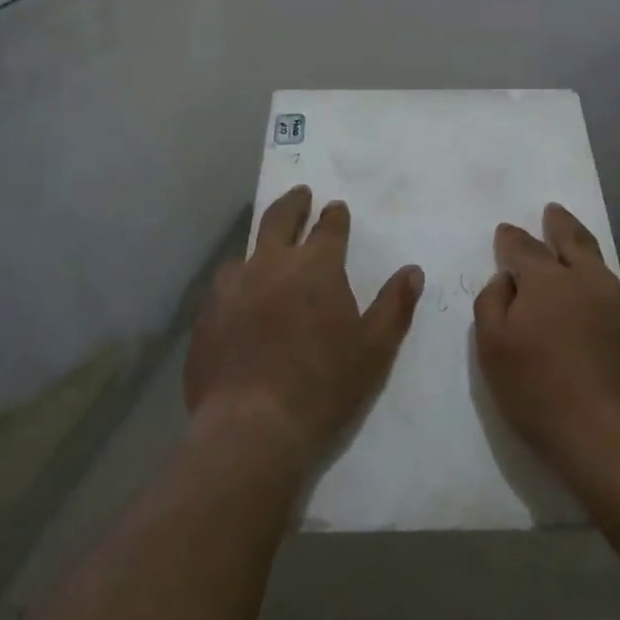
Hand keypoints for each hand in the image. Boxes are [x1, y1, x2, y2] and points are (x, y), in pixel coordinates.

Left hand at [186, 185, 424, 474]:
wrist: (252, 426)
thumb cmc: (323, 385)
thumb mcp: (374, 349)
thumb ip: (395, 305)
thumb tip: (413, 270)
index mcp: (315, 267)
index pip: (328, 228)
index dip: (335, 216)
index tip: (336, 207)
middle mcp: (271, 264)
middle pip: (280, 219)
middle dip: (294, 203)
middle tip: (300, 193)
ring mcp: (232, 287)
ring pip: (246, 251)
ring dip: (260, 244)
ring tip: (265, 250)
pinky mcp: (207, 315)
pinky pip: (223, 286)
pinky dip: (236, 281)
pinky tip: (237, 296)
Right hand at [473, 203, 619, 489]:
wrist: (615, 435)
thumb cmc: (541, 393)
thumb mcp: (493, 350)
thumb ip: (492, 305)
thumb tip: (505, 279)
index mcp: (544, 280)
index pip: (522, 247)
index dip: (511, 239)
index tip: (505, 232)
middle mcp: (587, 279)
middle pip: (572, 240)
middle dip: (559, 224)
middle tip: (553, 211)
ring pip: (610, 267)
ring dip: (595, 260)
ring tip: (592, 264)